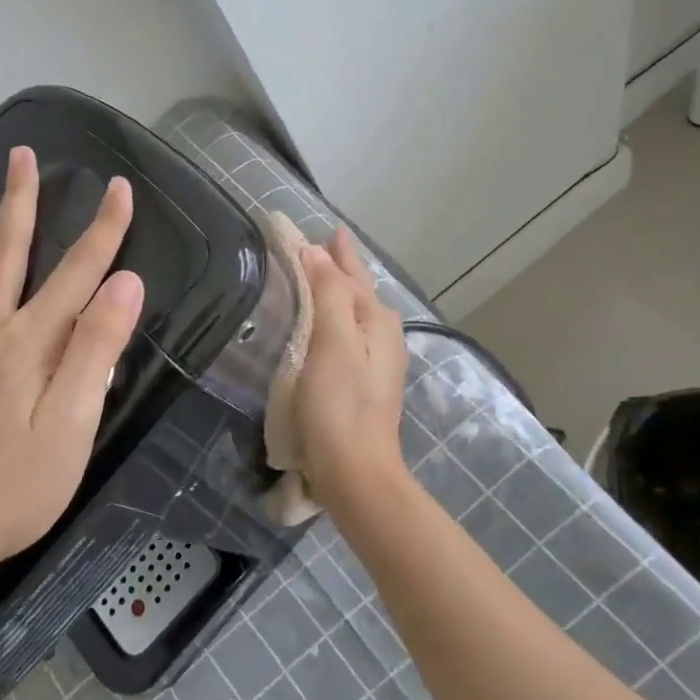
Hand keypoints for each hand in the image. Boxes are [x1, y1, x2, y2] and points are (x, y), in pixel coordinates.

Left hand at [0, 145, 145, 584]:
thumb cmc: (15, 486)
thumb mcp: (73, 424)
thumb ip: (96, 349)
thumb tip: (124, 282)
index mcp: (30, 342)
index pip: (78, 273)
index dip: (104, 230)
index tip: (121, 188)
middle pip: (7, 255)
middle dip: (20, 202)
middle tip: (20, 155)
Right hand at [295, 225, 409, 506]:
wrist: (355, 473)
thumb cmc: (339, 405)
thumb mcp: (333, 342)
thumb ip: (328, 294)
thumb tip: (316, 252)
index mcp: (376, 322)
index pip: (354, 274)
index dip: (338, 250)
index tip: (327, 227)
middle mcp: (382, 337)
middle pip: (359, 291)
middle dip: (341, 268)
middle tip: (320, 245)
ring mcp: (375, 363)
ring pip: (355, 313)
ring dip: (338, 291)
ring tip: (320, 277)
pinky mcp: (362, 384)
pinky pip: (347, 334)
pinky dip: (333, 318)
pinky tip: (323, 327)